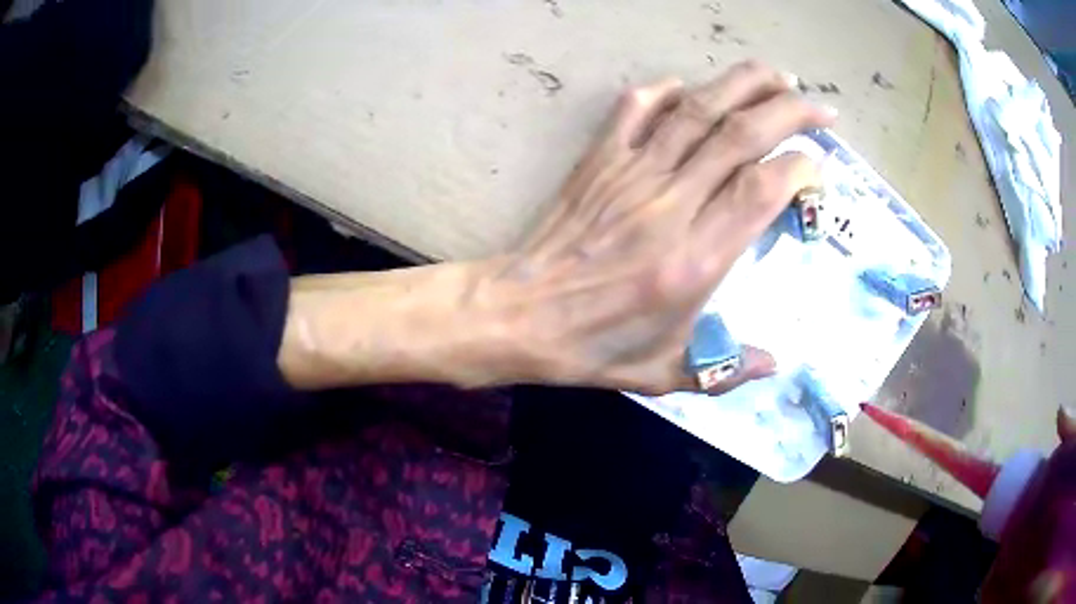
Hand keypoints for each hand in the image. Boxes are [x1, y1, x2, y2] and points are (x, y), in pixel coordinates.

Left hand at [277, 61, 835, 394]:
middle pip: (740, 135)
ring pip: (695, 111)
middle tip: (818, 107)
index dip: (797, 168)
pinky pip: (634, 110)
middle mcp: (669, 205)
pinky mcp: (598, 161)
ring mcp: (631, 174)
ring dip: (740, 85)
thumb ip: (724, 370)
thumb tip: (775, 364)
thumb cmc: (590, 348)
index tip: (817, 166)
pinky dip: (664, 92)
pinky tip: (686, 86)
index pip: (760, 190)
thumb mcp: (663, 374)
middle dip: (787, 111)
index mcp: (693, 259)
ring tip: (776, 76)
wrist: (516, 314)